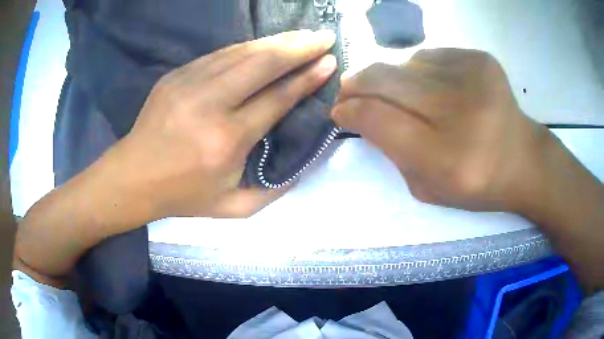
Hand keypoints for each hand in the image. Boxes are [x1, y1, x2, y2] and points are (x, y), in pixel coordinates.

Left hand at [13, 30, 337, 284]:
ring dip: (277, 41)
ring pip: (242, 52)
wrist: (132, 178)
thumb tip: (303, 164)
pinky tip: (265, 44)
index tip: (329, 62)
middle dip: (299, 47)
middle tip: (324, 36)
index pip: (277, 98)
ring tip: (302, 35)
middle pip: (263, 64)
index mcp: (227, 141)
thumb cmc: (182, 196)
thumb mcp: (233, 208)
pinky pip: (220, 54)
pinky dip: (248, 47)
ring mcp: (189, 84)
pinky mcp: (176, 75)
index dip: (306, 78)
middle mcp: (210, 105)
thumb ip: (272, 191)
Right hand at [332, 49, 549, 212]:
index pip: (378, 119)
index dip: (350, 111)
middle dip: (357, 84)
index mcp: (446, 158)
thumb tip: (362, 113)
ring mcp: (473, 78)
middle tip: (348, 89)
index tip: (339, 110)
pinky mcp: (481, 60)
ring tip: (399, 93)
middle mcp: (460, 112)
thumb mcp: (427, 188)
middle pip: (386, 81)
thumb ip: (392, 152)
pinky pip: (430, 56)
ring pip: (405, 64)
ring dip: (391, 78)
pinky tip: (431, 85)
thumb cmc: (476, 183)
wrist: (523, 160)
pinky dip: (420, 70)